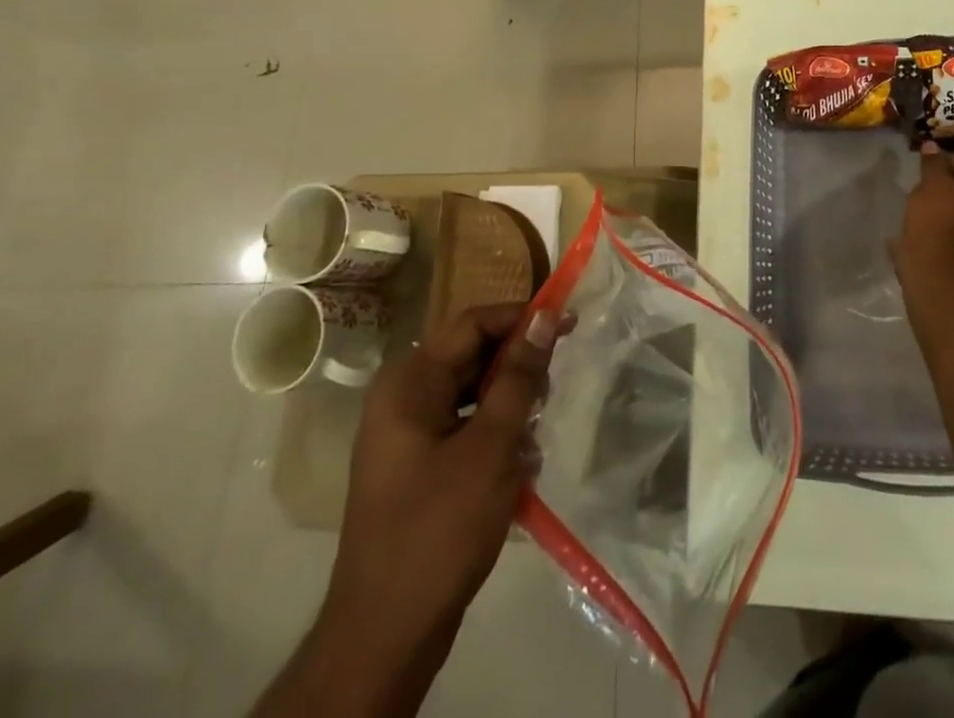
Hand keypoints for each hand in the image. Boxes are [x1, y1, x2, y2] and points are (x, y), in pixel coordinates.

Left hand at [327, 303, 560, 671]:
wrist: (385, 637)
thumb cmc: (439, 528)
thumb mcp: (491, 445)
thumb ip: (520, 376)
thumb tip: (545, 316)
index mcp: (409, 382)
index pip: (473, 323)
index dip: (521, 318)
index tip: (568, 324)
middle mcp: (403, 398)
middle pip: (472, 357)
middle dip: (517, 369)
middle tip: (552, 388)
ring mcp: (407, 435)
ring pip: (473, 394)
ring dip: (510, 407)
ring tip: (533, 437)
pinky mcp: (419, 467)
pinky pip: (465, 429)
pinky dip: (495, 437)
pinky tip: (519, 467)